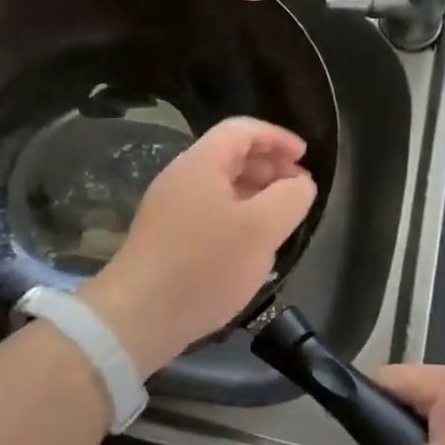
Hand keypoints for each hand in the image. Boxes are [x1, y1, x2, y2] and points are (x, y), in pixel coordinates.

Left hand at [79, 118, 316, 377]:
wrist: (138, 315)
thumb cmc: (205, 265)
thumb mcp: (261, 229)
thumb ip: (290, 198)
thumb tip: (300, 183)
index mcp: (201, 162)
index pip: (242, 129)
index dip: (277, 137)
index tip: (306, 157)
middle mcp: (181, 176)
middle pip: (230, 155)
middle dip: (269, 166)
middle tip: (298, 190)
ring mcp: (169, 207)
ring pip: (220, 186)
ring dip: (255, 193)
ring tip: (281, 219)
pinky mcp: (166, 236)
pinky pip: (209, 211)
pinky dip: (237, 216)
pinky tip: (251, 245)